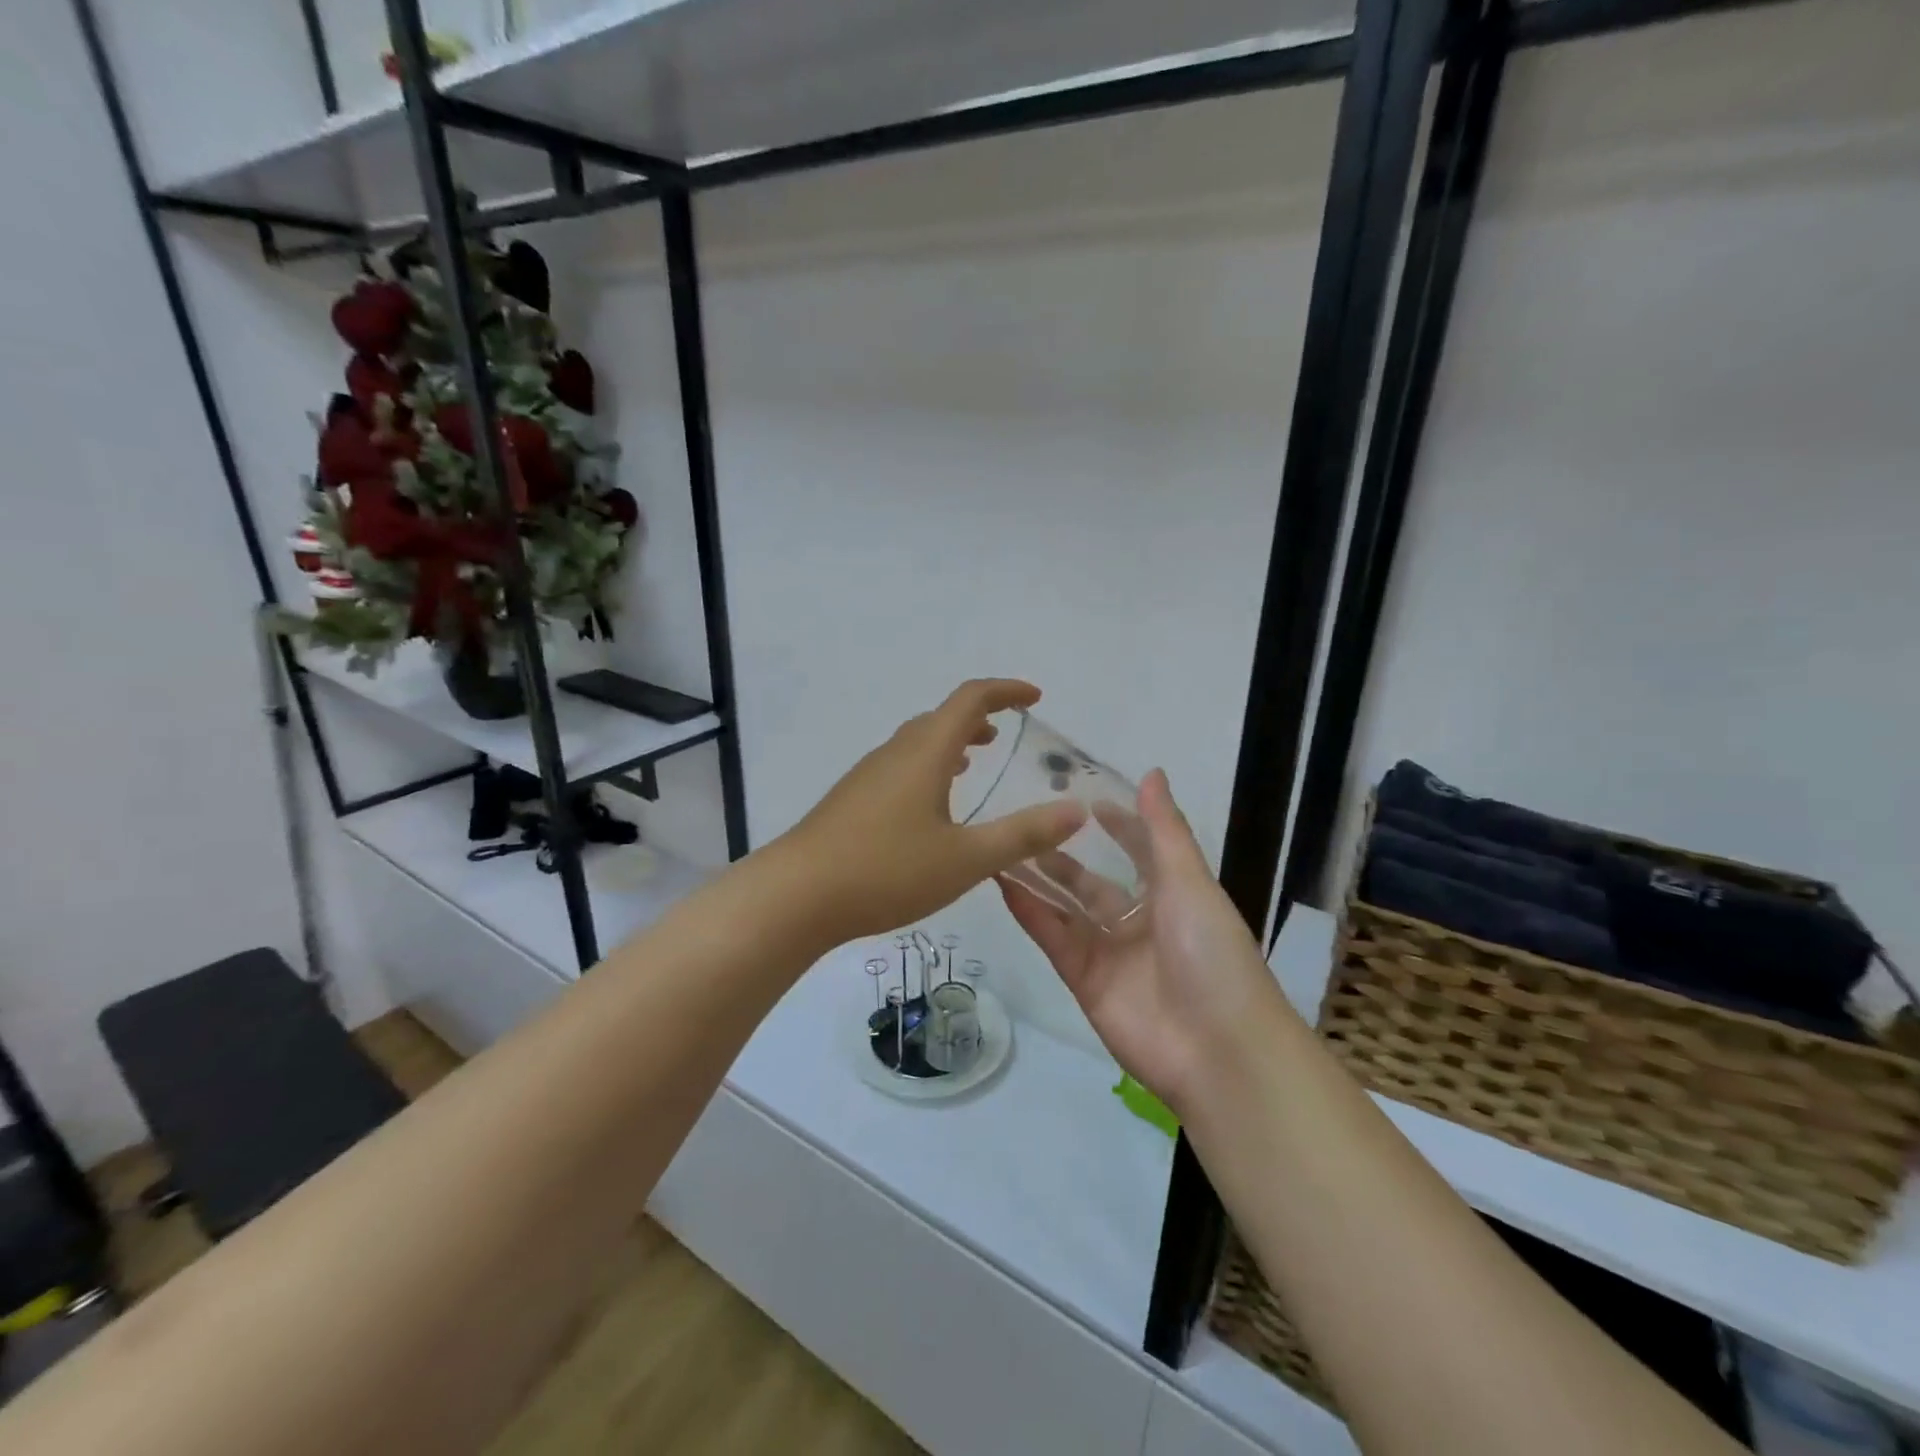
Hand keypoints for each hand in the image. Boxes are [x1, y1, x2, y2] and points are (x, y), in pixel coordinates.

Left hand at [779, 679, 1086, 945]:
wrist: (796, 895)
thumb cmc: (886, 871)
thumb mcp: (965, 859)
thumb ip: (1022, 835)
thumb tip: (1076, 811)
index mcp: (926, 753)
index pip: (970, 700)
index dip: (1005, 691)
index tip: (1034, 698)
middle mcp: (895, 753)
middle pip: (941, 717)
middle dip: (979, 717)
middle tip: (1008, 733)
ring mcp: (868, 775)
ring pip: (918, 743)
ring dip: (951, 741)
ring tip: (976, 759)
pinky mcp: (852, 800)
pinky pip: (900, 766)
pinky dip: (928, 766)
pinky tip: (930, 804)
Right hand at [1000, 769, 1286, 1118]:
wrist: (1216, 1048)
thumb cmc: (1211, 951)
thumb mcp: (1190, 881)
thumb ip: (1164, 829)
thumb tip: (1151, 771)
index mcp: (1174, 895)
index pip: (1141, 850)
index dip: (1118, 825)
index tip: (1084, 797)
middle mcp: (1140, 920)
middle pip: (1095, 880)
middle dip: (1067, 853)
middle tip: (1028, 820)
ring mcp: (1110, 951)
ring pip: (1067, 907)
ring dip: (1039, 879)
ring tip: (1004, 844)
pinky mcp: (1083, 979)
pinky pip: (1053, 937)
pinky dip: (1030, 911)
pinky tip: (1002, 881)